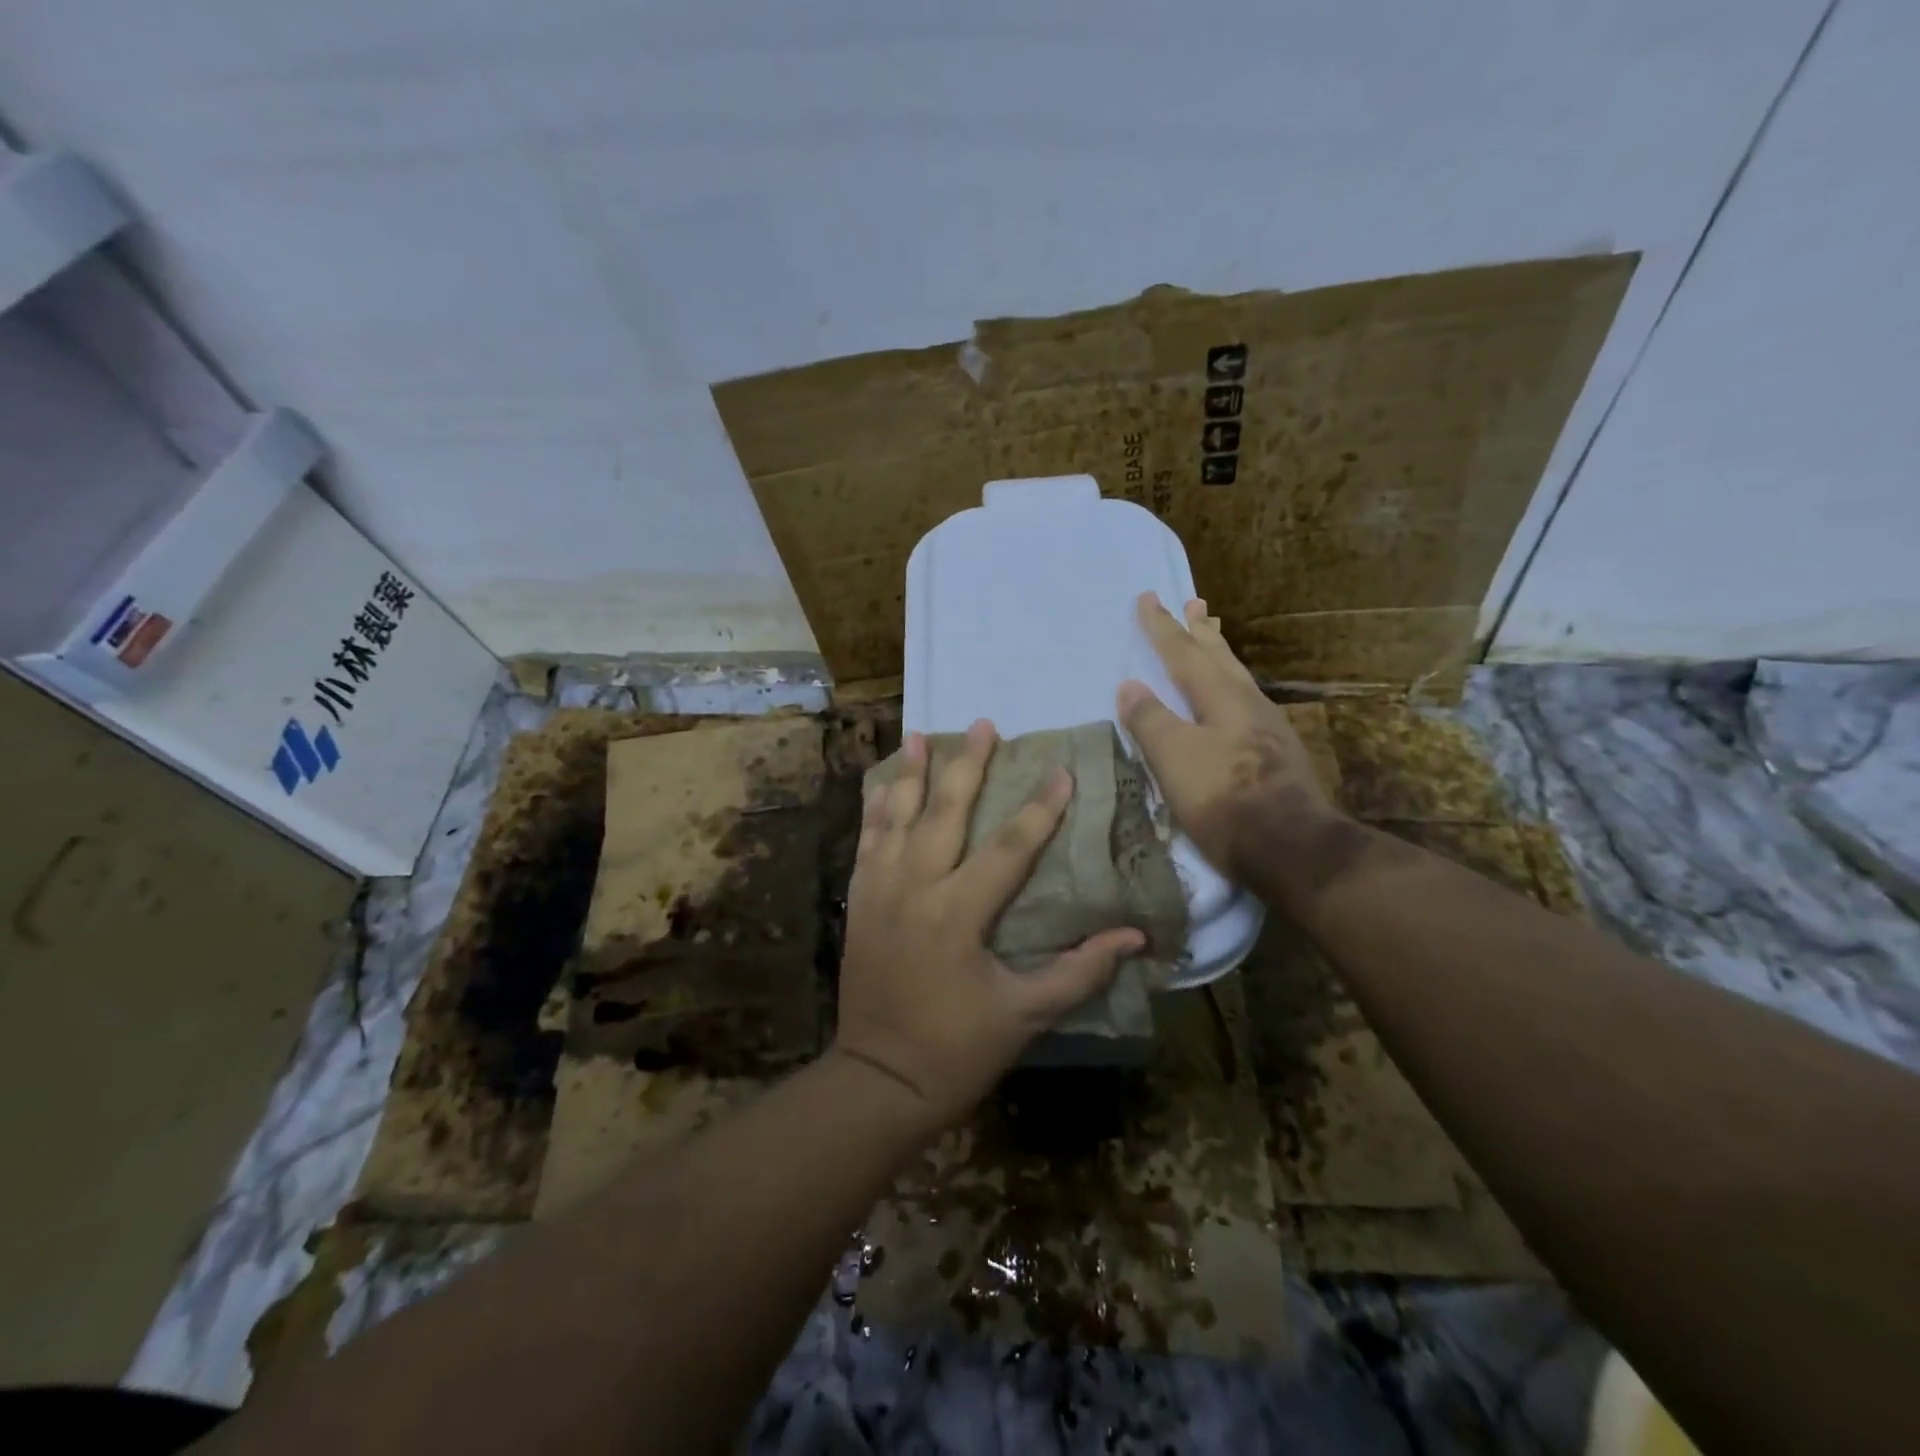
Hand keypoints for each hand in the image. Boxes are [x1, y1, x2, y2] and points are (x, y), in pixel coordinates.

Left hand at [834, 720, 1145, 1130]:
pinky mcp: (859, 903)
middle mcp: (915, 889)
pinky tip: (884, 787)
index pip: (1009, 847)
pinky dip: (876, 812)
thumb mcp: (1025, 1015)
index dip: (1040, 809)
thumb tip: (1135, 937)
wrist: (878, 1080)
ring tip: (921, 734)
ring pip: (897, 818)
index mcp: (959, 913)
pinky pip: (866, 844)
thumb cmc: (957, 1050)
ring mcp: (880, 892)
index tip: (1061, 771)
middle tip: (985, 724)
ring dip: (911, 774)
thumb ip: (1079, 971)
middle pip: (945, 813)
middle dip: (968, 765)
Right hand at [1116, 592, 1341, 886]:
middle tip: (1193, 603)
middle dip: (1200, 631)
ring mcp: (1268, 729)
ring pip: (1237, 678)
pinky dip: (1230, 686)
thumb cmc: (1224, 800)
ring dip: (1220, 654)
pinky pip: (1246, 702)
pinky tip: (1232, 699)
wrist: (1292, 849)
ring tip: (1212, 637)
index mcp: (1222, 698)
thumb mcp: (1175, 759)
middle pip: (1219, 658)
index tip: (1148, 597)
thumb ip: (1151, 720)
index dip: (1162, 627)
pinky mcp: (1277, 754)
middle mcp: (1248, 704)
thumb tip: (1130, 685)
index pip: (1184, 654)